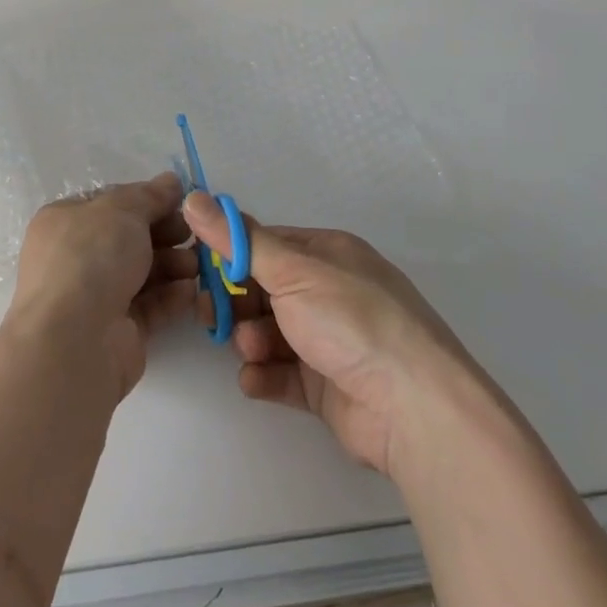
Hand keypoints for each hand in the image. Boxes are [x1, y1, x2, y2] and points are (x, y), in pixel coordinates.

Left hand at [8, 174, 195, 401]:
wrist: (75, 340)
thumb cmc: (91, 258)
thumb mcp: (122, 210)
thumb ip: (150, 195)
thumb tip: (171, 181)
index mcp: (65, 221)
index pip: (110, 204)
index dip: (146, 201)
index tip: (180, 203)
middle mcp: (75, 257)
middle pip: (129, 239)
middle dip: (165, 234)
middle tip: (194, 234)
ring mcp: (94, 297)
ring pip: (142, 273)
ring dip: (172, 265)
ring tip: (196, 265)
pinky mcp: (117, 331)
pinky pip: (149, 306)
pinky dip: (171, 297)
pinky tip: (191, 291)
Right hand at [185, 192, 482, 479]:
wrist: (414, 409)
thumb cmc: (351, 321)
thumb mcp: (291, 270)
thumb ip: (239, 240)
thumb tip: (193, 197)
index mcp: (328, 253)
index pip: (266, 244)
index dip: (231, 256)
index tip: (199, 270)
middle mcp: (330, 292)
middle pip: (265, 290)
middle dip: (237, 303)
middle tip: (213, 317)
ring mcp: (330, 340)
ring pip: (270, 332)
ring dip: (251, 340)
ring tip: (252, 351)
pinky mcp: (328, 386)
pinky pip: (283, 373)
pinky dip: (265, 374)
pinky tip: (255, 380)